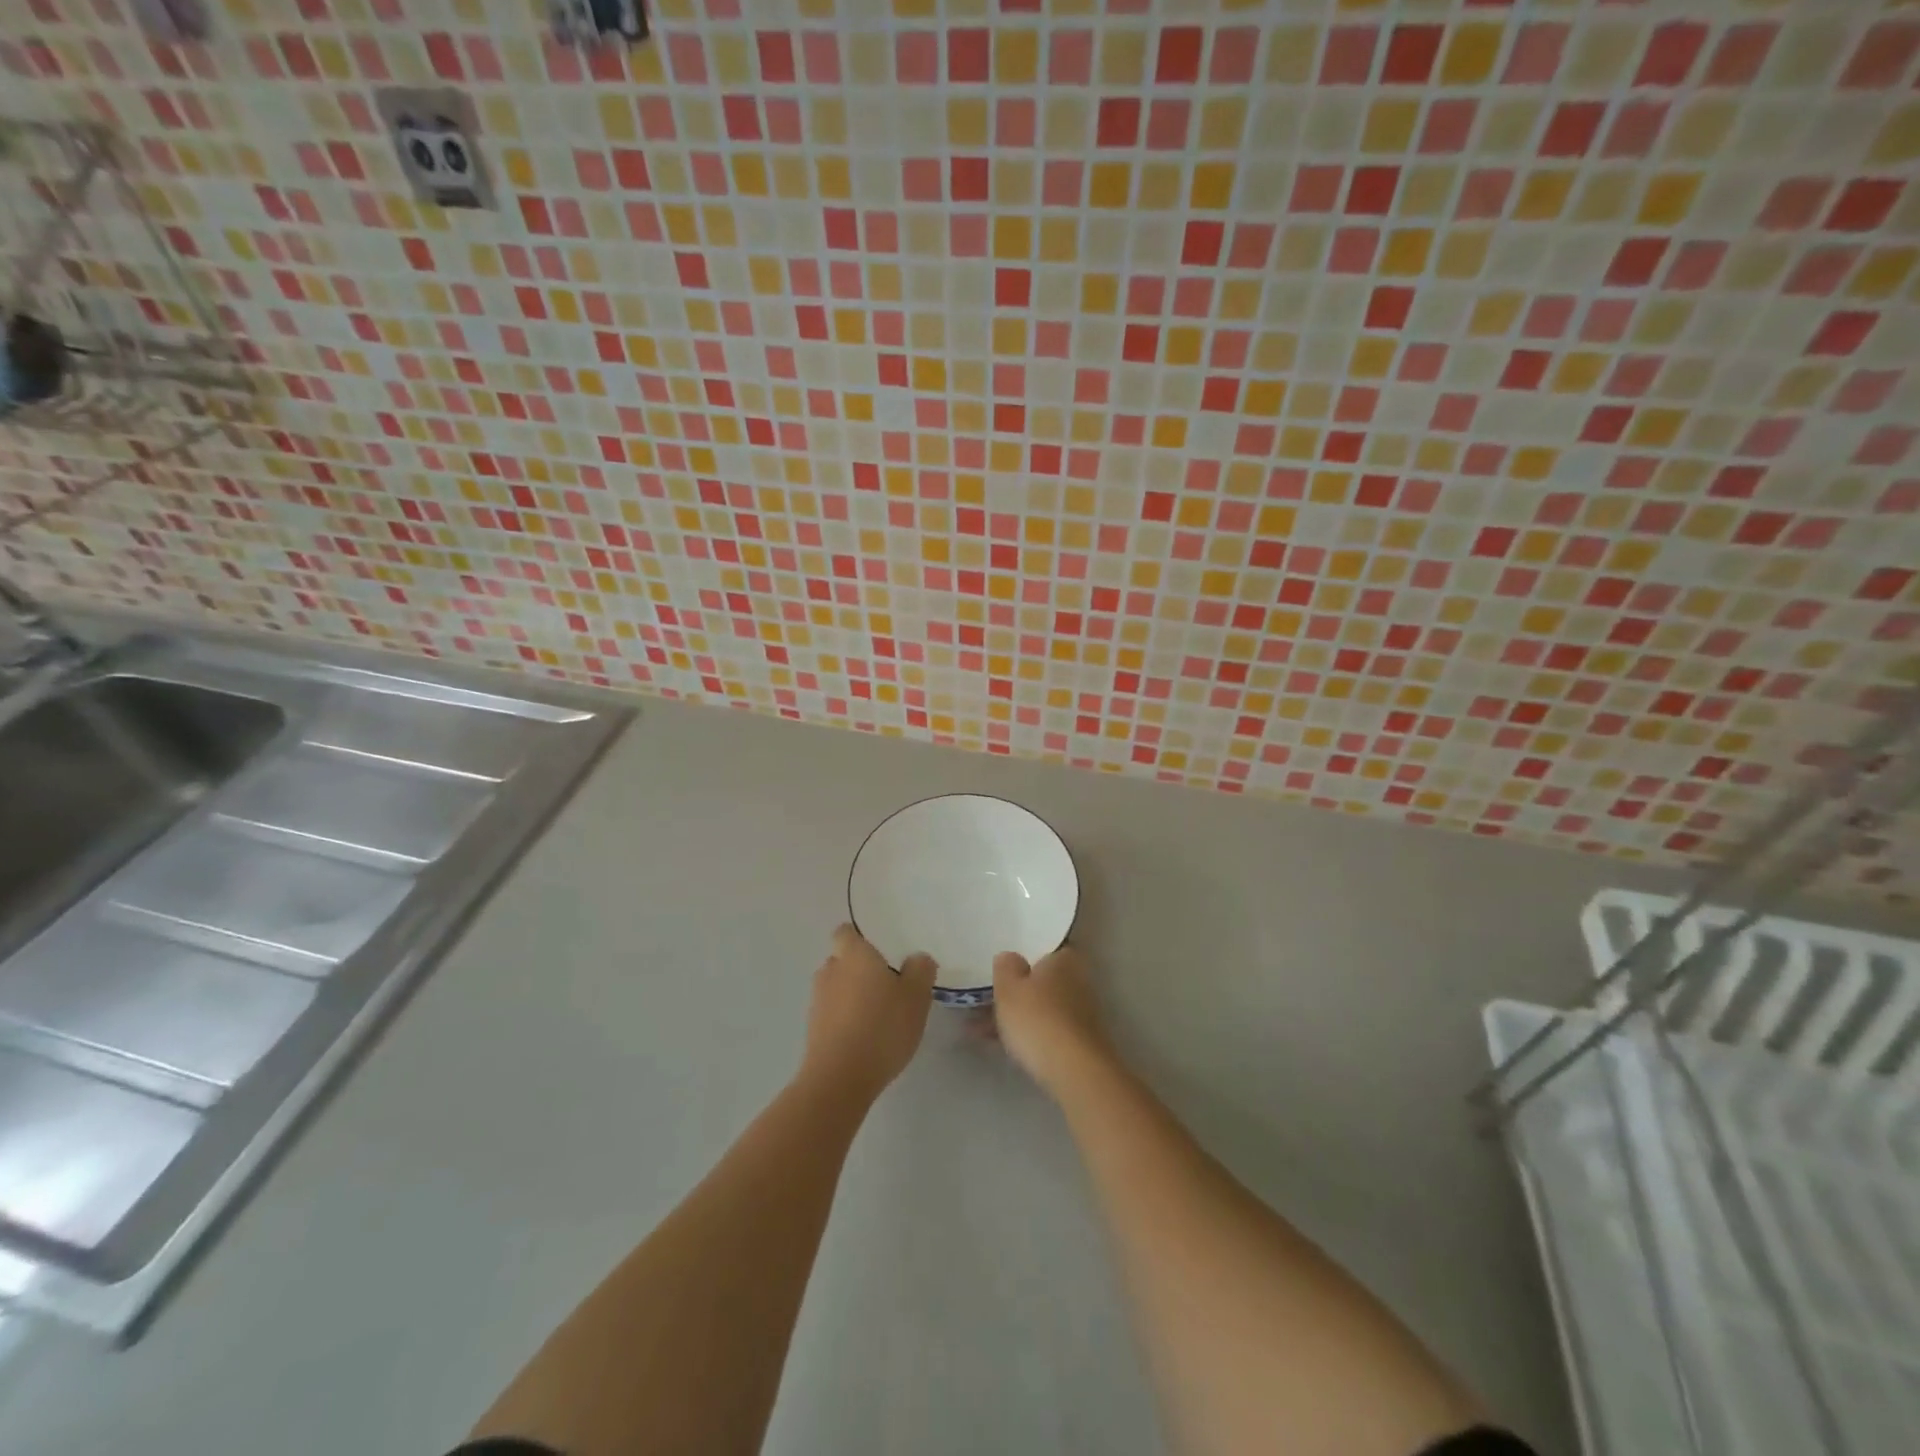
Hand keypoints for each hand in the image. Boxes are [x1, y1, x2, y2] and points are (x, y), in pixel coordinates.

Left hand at [801, 925, 935, 1101]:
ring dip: (852, 996)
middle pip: (841, 961)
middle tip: (887, 985)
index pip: (845, 932)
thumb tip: (917, 958)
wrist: (840, 1079)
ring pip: (836, 989)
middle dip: (859, 970)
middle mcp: (830, 971)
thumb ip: (920, 970)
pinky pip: (832, 1015)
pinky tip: (866, 1038)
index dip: (859, 938)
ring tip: (878, 1015)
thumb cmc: (882, 1027)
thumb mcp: (916, 997)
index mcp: (854, 955)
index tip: (879, 950)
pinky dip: (845, 1020)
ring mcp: (817, 1002)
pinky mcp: (813, 1031)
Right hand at [992, 944, 1106, 1094]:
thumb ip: (1006, 966)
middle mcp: (1078, 981)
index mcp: (1064, 960)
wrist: (1075, 1072)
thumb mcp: (1009, 987)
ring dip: (1015, 1016)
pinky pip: (1045, 1031)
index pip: (1045, 949)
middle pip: (1042, 981)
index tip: (1003, 967)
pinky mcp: (1078, 1043)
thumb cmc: (1038, 1019)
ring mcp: (1080, 1014)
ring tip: (979, 1029)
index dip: (1024, 957)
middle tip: (986, 999)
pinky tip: (998, 1046)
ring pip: (1040, 1008)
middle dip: (1016, 991)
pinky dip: (1025, 1035)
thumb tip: (1010, 957)